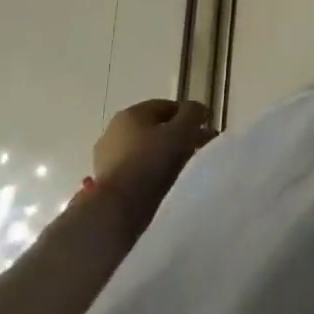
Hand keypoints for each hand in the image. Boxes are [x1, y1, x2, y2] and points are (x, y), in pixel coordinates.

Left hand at [93, 99, 215, 214]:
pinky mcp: (107, 181)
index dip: (189, 114)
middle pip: (155, 128)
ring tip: (185, 167)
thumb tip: (197, 110)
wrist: (117, 207)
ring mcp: (107, 157)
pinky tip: (165, 182)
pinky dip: (152, 171)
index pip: (167, 106)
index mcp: (132, 113)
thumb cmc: (151, 161)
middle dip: (179, 135)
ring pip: (146, 149)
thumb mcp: (181, 131)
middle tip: (200, 147)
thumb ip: (193, 114)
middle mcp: (115, 130)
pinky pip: (137, 169)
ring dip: (165, 154)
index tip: (206, 127)